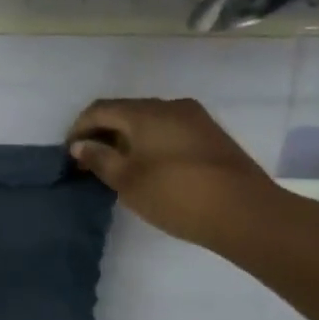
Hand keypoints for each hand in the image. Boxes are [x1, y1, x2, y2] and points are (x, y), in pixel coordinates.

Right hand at [66, 98, 275, 246]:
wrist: (247, 213)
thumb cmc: (177, 194)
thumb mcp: (128, 181)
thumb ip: (100, 159)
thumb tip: (80, 145)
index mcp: (145, 112)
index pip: (99, 109)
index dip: (79, 128)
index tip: (70, 153)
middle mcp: (169, 106)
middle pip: (125, 111)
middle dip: (103, 132)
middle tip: (91, 160)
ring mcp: (195, 118)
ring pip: (149, 120)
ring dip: (127, 137)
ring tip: (118, 165)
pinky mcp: (211, 135)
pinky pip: (169, 129)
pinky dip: (150, 141)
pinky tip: (149, 166)